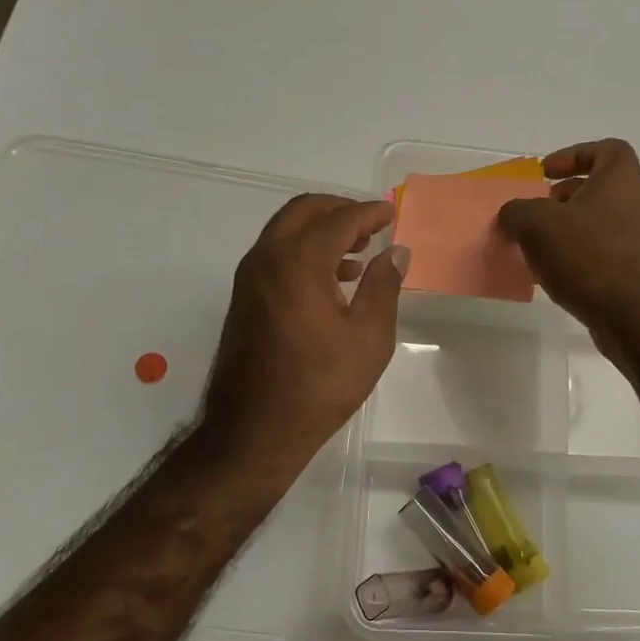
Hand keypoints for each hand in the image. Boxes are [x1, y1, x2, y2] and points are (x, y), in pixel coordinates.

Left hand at [200, 194, 407, 466]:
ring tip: (358, 252)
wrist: (254, 430)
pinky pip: (275, 255)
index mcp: (298, 262)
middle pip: (304, 212)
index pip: (339, 220)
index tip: (391, 213)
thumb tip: (396, 251)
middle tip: (372, 225)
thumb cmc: (319, 385)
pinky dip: (303, 251)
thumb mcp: (368, 338)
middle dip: (340, 210)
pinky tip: (332, 280)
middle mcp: (266, 258)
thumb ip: (383, 286)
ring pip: (286, 231)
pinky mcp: (243, 298)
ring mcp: (249, 278)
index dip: (368, 212)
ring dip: (321, 231)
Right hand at [497, 139, 639, 354]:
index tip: (545, 173)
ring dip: (573, 231)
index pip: (605, 149)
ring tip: (542, 250)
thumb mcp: (538, 226)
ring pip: (604, 224)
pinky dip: (585, 259)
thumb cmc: (591, 257)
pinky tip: (562, 279)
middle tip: (537, 215)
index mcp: (623, 178)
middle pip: (602, 189)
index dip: (573, 156)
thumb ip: (518, 212)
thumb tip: (513, 215)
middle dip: (565, 199)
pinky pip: (609, 255)